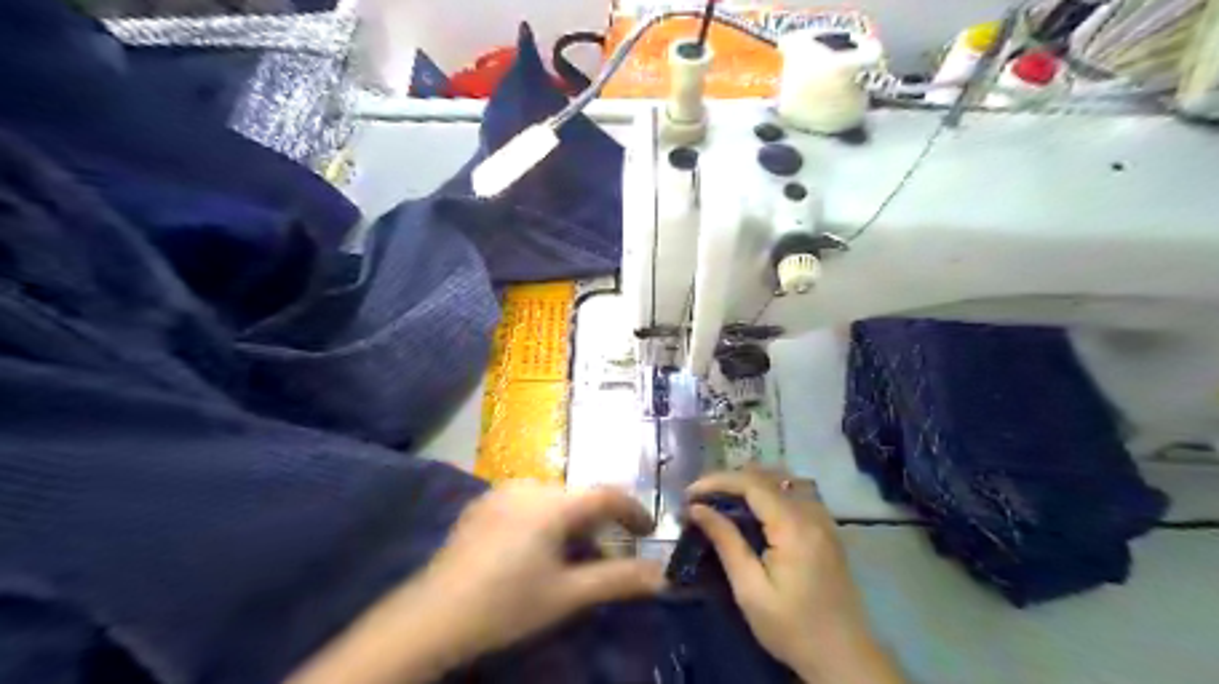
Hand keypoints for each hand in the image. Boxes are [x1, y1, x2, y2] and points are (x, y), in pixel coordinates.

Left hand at [404, 478, 663, 658]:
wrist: (432, 616)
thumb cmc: (506, 604)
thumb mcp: (568, 595)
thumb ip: (619, 580)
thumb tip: (661, 577)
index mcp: (553, 503)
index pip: (607, 494)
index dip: (633, 510)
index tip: (649, 530)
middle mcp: (529, 486)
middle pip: (579, 498)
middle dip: (599, 524)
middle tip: (607, 556)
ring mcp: (502, 492)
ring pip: (553, 500)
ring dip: (571, 523)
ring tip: (569, 557)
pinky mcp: (482, 503)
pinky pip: (527, 503)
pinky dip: (544, 520)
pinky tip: (533, 551)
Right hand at [689, 471, 897, 682]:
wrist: (845, 659)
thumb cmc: (793, 629)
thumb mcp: (750, 590)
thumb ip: (726, 542)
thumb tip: (697, 509)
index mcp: (794, 526)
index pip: (751, 483)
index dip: (717, 481)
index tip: (689, 494)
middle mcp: (811, 513)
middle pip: (766, 476)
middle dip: (729, 480)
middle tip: (700, 497)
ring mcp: (823, 519)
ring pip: (781, 481)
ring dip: (748, 483)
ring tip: (720, 500)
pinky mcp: (825, 529)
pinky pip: (793, 494)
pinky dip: (766, 493)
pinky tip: (750, 510)